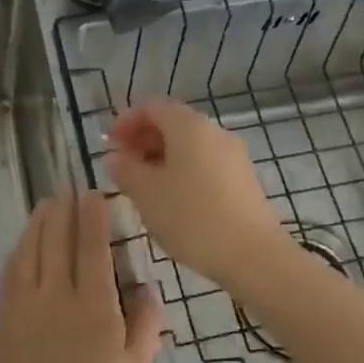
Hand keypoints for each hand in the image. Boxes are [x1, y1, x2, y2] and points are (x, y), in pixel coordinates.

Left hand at [0, 190, 161, 362]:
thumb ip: (144, 326)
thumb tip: (147, 288)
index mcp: (93, 305)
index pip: (92, 248)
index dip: (92, 217)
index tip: (93, 194)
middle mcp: (58, 294)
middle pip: (58, 240)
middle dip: (64, 210)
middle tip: (68, 187)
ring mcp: (27, 303)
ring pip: (32, 249)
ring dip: (39, 222)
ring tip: (47, 203)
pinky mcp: (7, 317)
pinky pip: (12, 271)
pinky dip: (19, 249)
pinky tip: (23, 242)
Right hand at [106, 98, 290, 290]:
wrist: (253, 255)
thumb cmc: (192, 217)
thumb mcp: (146, 194)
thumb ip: (125, 170)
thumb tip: (115, 156)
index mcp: (189, 126)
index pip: (152, 107)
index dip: (126, 121)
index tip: (110, 145)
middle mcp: (214, 132)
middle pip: (173, 123)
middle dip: (143, 140)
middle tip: (122, 167)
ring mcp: (233, 156)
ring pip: (189, 146)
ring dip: (161, 158)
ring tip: (144, 187)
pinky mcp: (243, 179)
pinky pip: (205, 163)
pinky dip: (182, 171)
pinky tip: (173, 200)